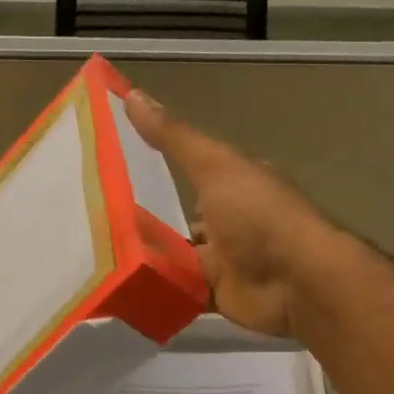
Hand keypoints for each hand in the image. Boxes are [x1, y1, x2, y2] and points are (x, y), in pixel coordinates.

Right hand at [124, 89, 341, 338]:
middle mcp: (230, 222)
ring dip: (150, 259)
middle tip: (97, 224)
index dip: (158, 174)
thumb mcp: (213, 166)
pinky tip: (125, 287)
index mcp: (234, 186)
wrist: (296, 281)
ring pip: (178, 259)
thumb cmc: (257, 215)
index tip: (117, 176)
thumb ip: (174, 138)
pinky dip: (160, 291)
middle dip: (147, 225)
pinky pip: (183, 293)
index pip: (193, 176)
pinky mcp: (219, 298)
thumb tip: (132, 95)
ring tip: (100, 256)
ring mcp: (225, 262)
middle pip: (181, 222)